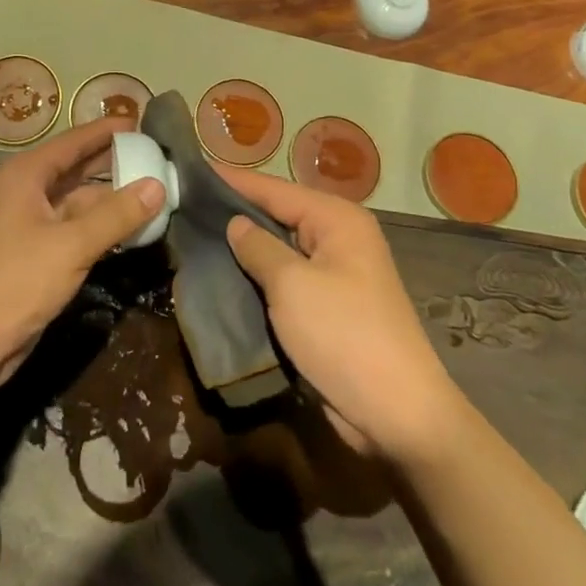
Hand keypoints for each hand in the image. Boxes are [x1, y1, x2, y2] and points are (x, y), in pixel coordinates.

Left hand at [0, 120, 163, 392]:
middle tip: (154, 155)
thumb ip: (116, 215)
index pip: (73, 141)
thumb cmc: (14, 281)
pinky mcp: (33, 254)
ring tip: (153, 192)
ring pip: (76, 202)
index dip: (105, 131)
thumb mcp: (71, 245)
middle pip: (75, 169)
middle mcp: (24, 192)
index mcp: (25, 175)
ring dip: (110, 199)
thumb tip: (157, 184)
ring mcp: (27, 224)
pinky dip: (99, 227)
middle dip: (112, 163)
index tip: (140, 121)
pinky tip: (129, 230)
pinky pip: (73, 229)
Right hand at [218, 166, 460, 466]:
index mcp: (336, 219)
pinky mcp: (329, 308)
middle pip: (277, 216)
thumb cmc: (344, 335)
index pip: (274, 189)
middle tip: (186, 206)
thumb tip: (235, 224)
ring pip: (279, 251)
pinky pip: (286, 281)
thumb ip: (258, 247)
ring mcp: (336, 274)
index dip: (232, 180)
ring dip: (244, 250)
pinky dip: (258, 279)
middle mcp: (338, 238)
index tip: (192, 170)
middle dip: (235, 214)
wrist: (399, 415)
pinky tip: (224, 278)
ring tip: (195, 237)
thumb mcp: (292, 285)